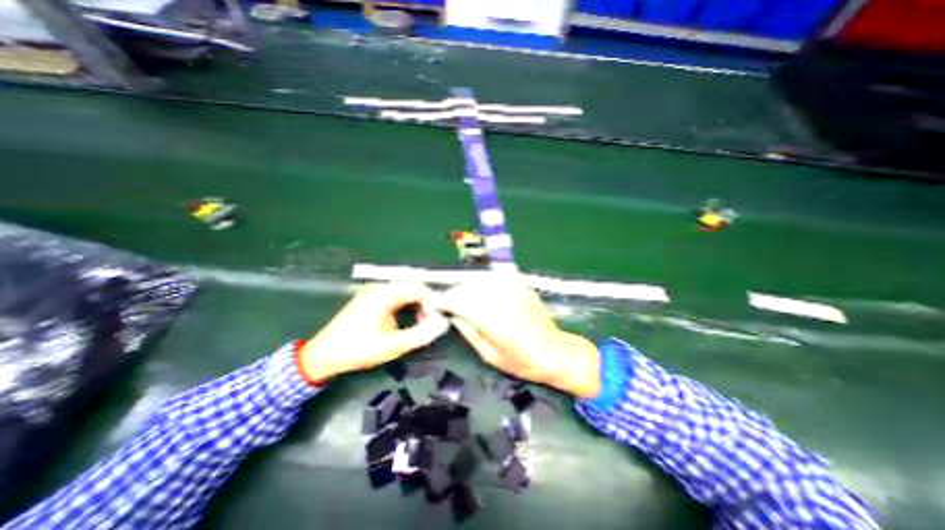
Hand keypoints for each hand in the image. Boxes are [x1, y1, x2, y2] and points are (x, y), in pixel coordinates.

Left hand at [300, 283, 452, 383]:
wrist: (322, 356)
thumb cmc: (357, 350)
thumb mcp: (393, 346)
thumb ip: (421, 334)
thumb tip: (443, 324)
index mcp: (384, 295)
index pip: (418, 288)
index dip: (432, 301)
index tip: (437, 318)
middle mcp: (379, 288)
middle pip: (412, 287)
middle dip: (424, 303)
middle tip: (428, 322)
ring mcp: (373, 292)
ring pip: (405, 291)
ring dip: (416, 305)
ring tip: (418, 323)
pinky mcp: (370, 298)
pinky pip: (395, 296)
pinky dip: (405, 305)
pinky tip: (405, 320)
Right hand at [432, 278, 599, 396]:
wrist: (556, 352)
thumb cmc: (522, 361)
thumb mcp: (490, 355)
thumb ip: (469, 331)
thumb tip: (453, 315)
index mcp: (492, 319)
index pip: (459, 301)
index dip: (443, 300)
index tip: (435, 303)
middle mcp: (501, 298)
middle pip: (468, 287)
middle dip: (454, 293)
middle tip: (448, 302)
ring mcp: (514, 289)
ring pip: (480, 279)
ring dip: (468, 287)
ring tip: (464, 298)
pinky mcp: (522, 285)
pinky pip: (496, 277)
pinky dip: (485, 283)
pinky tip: (484, 292)